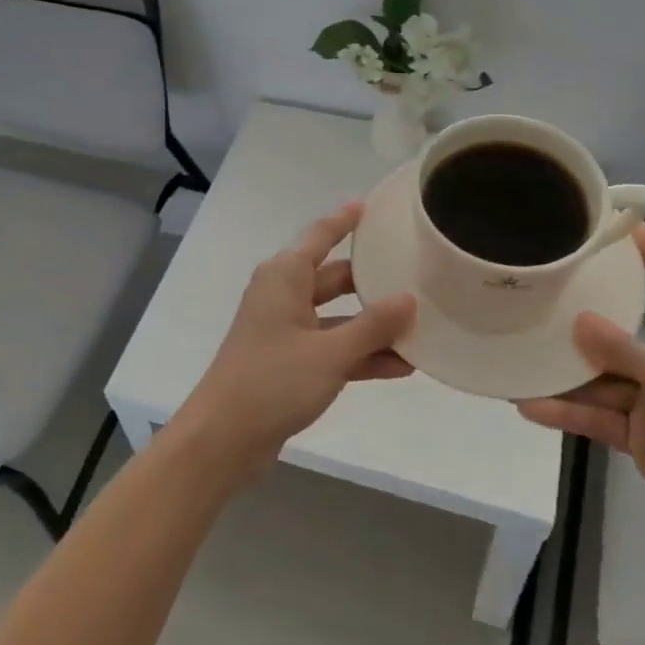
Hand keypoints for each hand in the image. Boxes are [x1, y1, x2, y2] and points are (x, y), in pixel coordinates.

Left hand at [172, 203, 415, 485]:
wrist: (224, 439)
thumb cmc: (273, 381)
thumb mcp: (330, 352)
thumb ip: (373, 326)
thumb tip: (409, 299)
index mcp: (285, 277)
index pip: (321, 236)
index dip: (345, 220)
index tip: (371, 205)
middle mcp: (284, 296)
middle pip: (335, 278)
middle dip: (372, 281)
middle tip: (415, 274)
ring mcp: (286, 331)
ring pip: (337, 317)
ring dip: (372, 326)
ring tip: (420, 327)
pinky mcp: (290, 363)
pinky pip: (332, 348)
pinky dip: (360, 355)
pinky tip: (400, 367)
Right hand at [517, 224, 644, 553]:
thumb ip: (624, 350)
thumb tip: (579, 320)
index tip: (620, 225)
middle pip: (625, 330)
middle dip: (585, 318)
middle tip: (540, 295)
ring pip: (603, 377)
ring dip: (566, 373)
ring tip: (519, 356)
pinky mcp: (641, 435)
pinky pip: (598, 416)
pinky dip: (567, 411)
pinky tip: (528, 404)